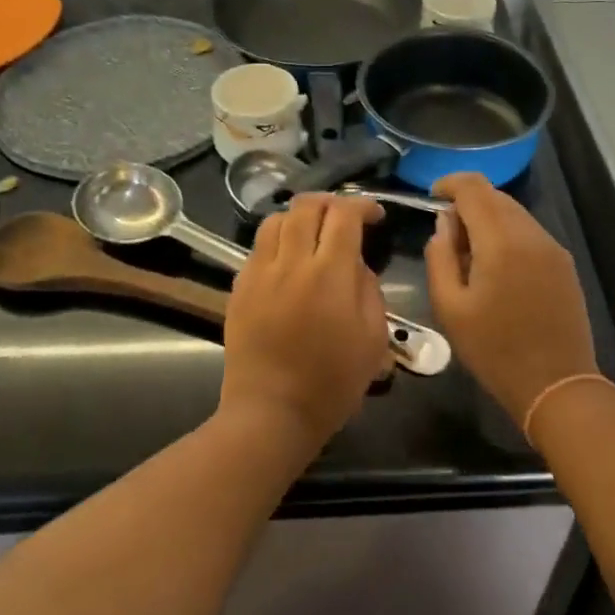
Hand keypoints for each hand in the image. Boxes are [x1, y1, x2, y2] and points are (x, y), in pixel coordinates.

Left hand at [221, 193, 388, 451]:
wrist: (271, 412)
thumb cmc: (332, 383)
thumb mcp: (373, 338)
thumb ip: (369, 289)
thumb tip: (356, 262)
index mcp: (330, 274)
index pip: (345, 215)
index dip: (363, 205)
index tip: (375, 215)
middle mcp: (292, 262)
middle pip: (307, 206)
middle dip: (331, 202)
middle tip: (345, 217)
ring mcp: (260, 272)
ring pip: (277, 220)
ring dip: (300, 218)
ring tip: (314, 234)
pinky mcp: (239, 287)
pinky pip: (259, 246)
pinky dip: (278, 240)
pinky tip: (289, 260)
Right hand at [426, 172, 597, 422]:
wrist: (556, 384)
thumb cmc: (494, 350)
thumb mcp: (450, 308)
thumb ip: (440, 257)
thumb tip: (444, 225)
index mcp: (500, 241)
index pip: (474, 187)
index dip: (449, 183)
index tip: (432, 197)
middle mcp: (531, 234)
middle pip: (495, 196)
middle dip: (468, 204)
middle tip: (448, 238)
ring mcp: (552, 247)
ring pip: (514, 213)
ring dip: (488, 220)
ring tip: (471, 256)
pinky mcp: (564, 263)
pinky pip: (529, 233)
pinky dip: (508, 235)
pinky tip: (498, 269)